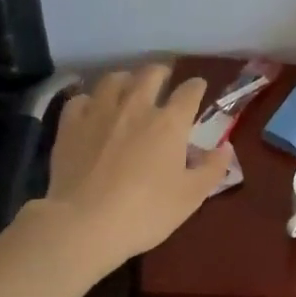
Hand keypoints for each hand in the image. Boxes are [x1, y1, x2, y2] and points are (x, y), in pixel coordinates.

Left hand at [40, 65, 230, 266]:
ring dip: (126, 79)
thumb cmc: (146, 212)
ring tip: (128, 87)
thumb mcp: (191, 196)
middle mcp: (136, 106)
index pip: (189, 92)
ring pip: (114, 79)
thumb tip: (225, 147)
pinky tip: (91, 110)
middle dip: (161, 72)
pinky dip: (90, 100)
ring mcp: (99, 112)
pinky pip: (80, 99)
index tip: (198, 87)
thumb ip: (212, 168)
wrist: (84, 224)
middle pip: (150, 74)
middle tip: (163, 79)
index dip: (196, 86)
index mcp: (170, 122)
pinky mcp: (70, 125)